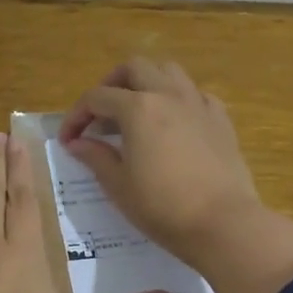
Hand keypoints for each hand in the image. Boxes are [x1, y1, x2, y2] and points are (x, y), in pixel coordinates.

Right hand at [57, 59, 262, 264]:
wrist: (224, 223)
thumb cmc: (163, 207)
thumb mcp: (119, 186)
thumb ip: (96, 157)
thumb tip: (78, 143)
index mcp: (137, 108)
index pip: (96, 98)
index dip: (77, 116)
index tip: (69, 140)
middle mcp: (168, 94)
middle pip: (134, 68)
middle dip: (111, 84)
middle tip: (101, 114)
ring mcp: (198, 104)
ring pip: (168, 71)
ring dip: (147, 83)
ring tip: (137, 111)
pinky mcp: (221, 119)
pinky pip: (196, 94)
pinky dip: (178, 100)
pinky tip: (174, 123)